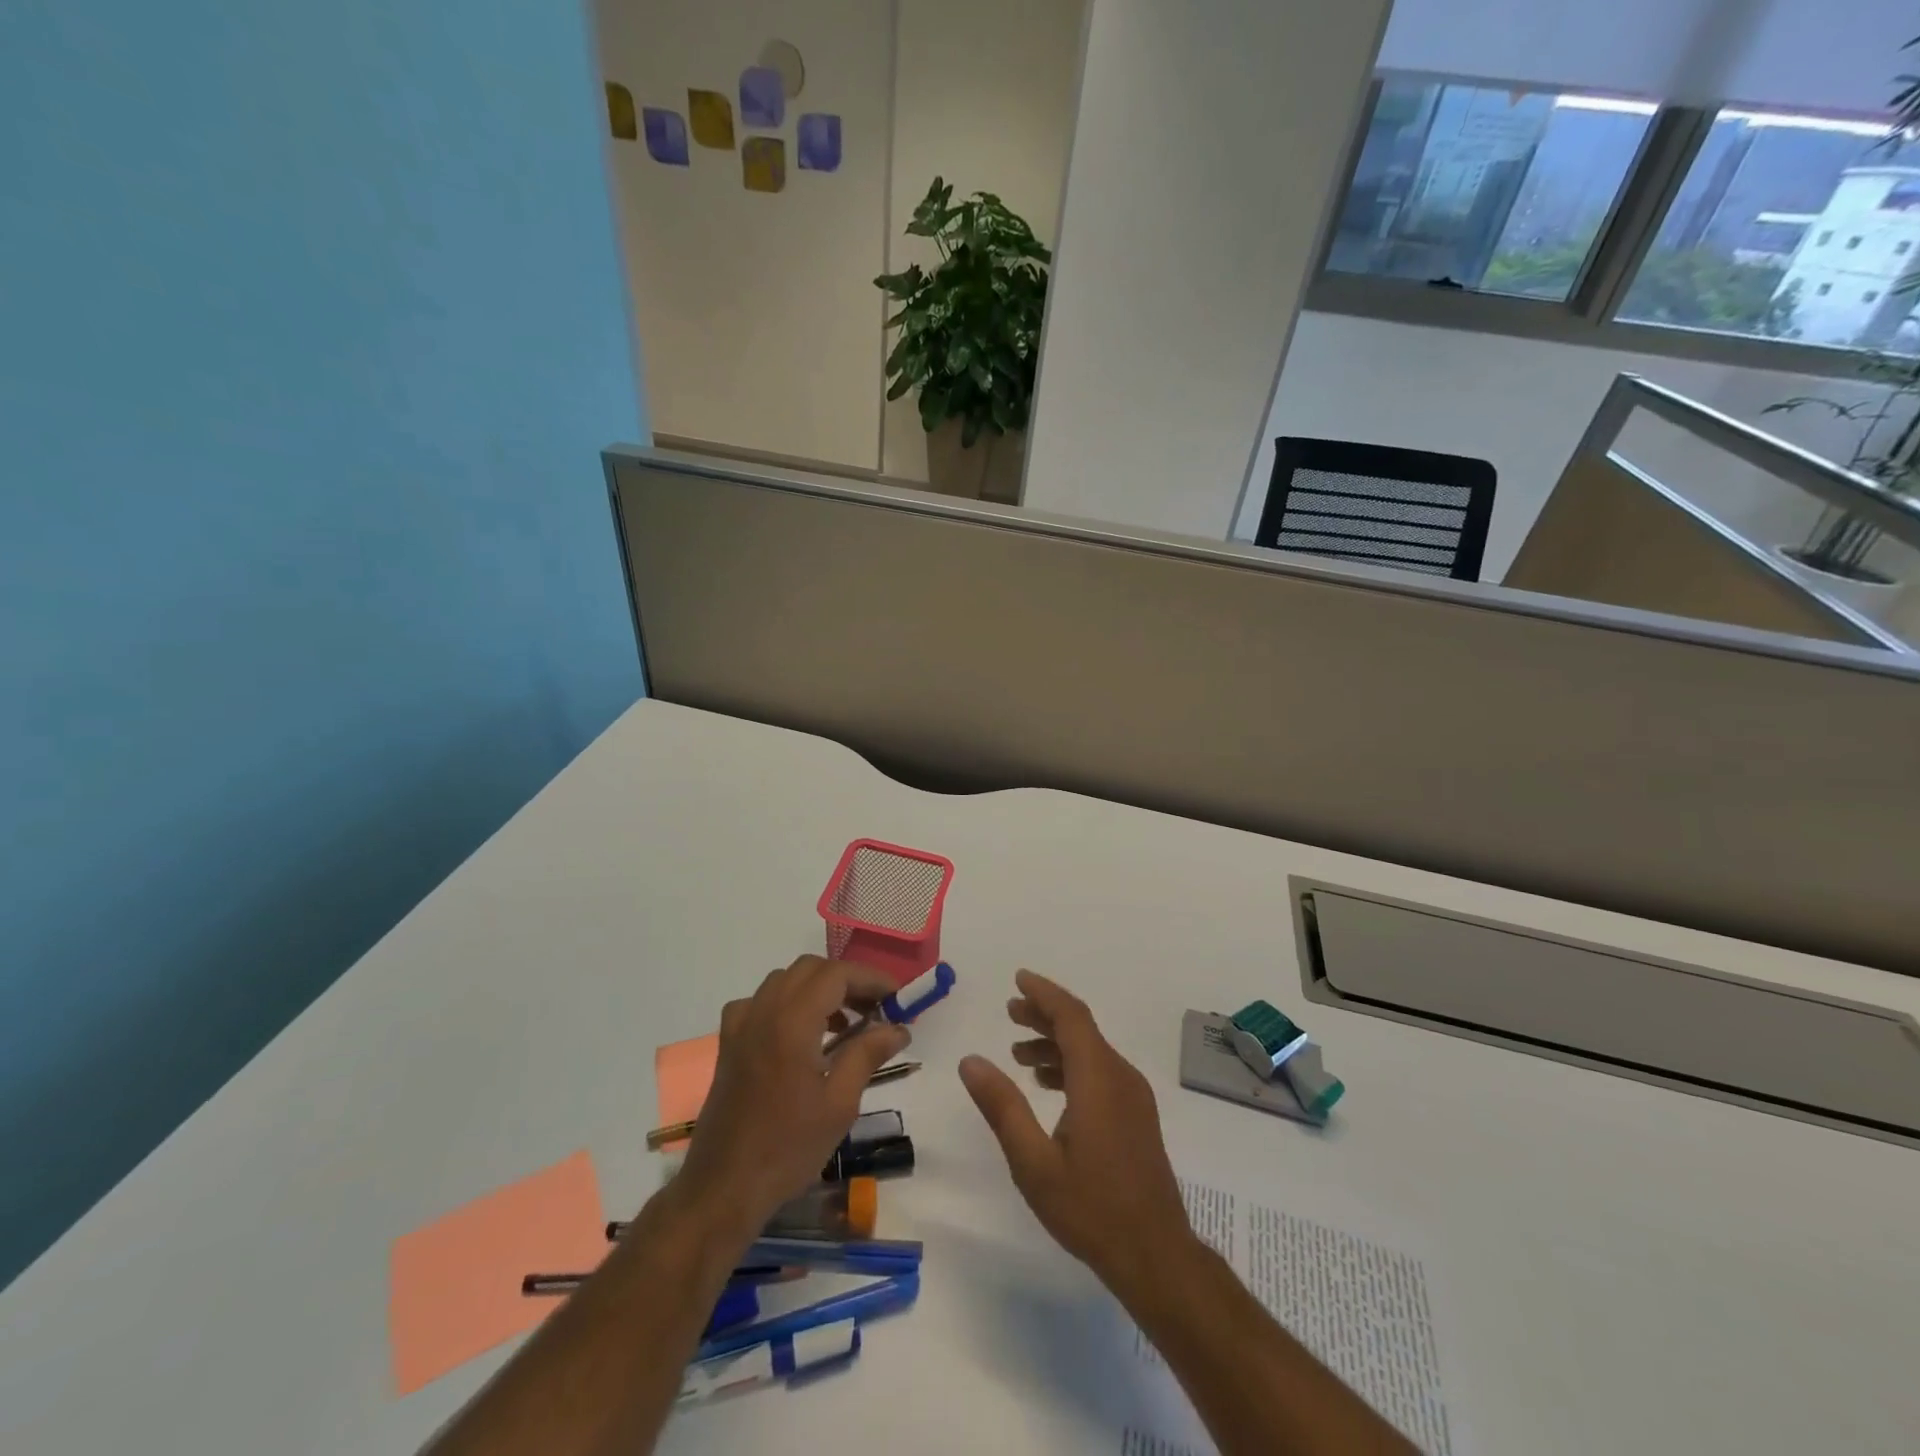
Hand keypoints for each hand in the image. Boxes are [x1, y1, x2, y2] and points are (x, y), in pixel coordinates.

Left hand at [677, 955, 909, 1237]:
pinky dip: (788, 1002)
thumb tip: (899, 1027)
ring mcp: (741, 1024)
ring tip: (846, 1024)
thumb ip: (868, 1054)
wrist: (723, 1187)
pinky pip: (762, 1001)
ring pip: (786, 980)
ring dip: (819, 988)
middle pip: (811, 969)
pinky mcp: (729, 1042)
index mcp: (791, 1022)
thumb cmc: (787, 1148)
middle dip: (847, 981)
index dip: (871, 978)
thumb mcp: (839, 1104)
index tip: (898, 998)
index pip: (837, 974)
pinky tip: (801, 1034)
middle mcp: (763, 1011)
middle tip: (876, 1010)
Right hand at [959, 970, 1193, 1297]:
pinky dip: (1072, 1065)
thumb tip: (970, 1060)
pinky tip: (1048, 1085)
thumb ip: (1002, 1106)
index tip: (1017, 980)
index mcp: (1098, 1077)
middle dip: (1044, 1014)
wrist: (1156, 1256)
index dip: (1043, 993)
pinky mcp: (1137, 1116)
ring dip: (1055, 1043)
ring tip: (1018, 1053)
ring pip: (1091, 1050)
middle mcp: (1120, 1076)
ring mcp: (1134, 1096)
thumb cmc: (1090, 1208)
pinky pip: (1101, 1071)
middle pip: (1081, 1028)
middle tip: (1009, 1012)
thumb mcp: (1033, 1162)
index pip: (1071, 1016)